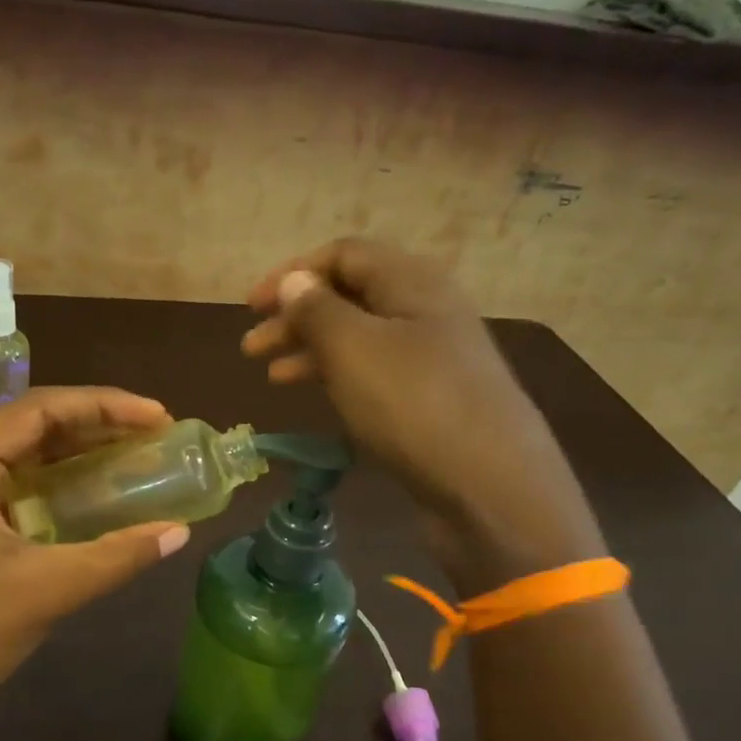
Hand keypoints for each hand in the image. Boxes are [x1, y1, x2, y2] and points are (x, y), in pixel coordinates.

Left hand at [0, 387, 190, 737]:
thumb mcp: (49, 588)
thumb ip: (117, 555)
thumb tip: (179, 532)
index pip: (40, 409)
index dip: (105, 405)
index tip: (159, 416)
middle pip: (34, 424)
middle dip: (97, 424)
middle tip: (156, 433)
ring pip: (28, 454)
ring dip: (82, 451)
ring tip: (138, 454)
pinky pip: (21, 485)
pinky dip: (63, 483)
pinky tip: (100, 493)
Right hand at [243, 239, 604, 589]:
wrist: (489, 485)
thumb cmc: (414, 405)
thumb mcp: (354, 349)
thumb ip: (318, 310)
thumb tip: (297, 281)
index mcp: (412, 281)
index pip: (343, 254)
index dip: (293, 274)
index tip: (252, 307)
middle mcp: (426, 310)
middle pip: (350, 296)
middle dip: (296, 317)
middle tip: (251, 347)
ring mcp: (433, 357)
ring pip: (360, 338)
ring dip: (312, 350)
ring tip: (272, 376)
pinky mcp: (432, 399)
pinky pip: (376, 373)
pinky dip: (340, 378)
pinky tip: (317, 397)